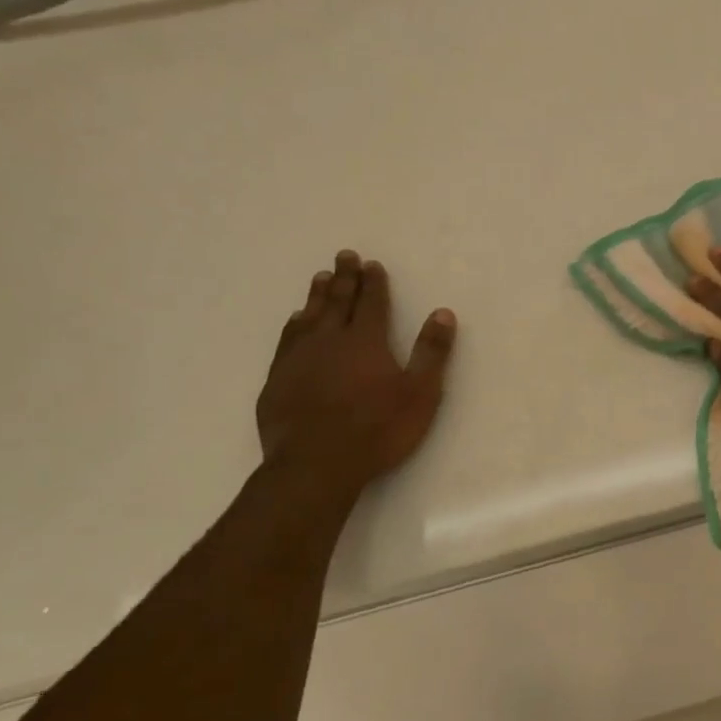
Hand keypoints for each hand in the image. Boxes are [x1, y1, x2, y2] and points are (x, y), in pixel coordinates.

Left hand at [256, 250, 456, 508]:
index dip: (373, 283)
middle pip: (337, 301)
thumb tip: (443, 313)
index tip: (371, 264)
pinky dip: (294, 325)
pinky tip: (295, 322)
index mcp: (365, 341)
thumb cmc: (377, 430)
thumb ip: (431, 352)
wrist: (316, 464)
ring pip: (308, 317)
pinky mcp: (277, 379)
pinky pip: (286, 340)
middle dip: (343, 278)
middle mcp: (329, 340)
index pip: (371, 303)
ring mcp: (298, 358)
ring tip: (319, 279)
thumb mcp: (420, 393)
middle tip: (344, 256)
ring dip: (316, 296)